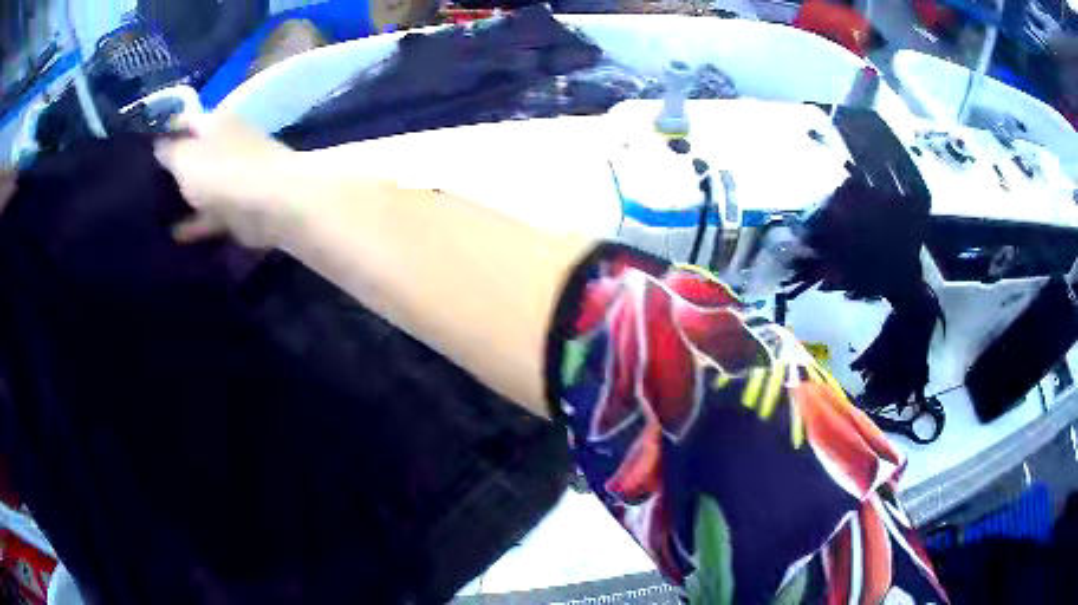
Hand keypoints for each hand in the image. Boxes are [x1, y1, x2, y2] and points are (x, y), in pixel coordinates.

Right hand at [154, 115, 299, 247]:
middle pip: (192, 155)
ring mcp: (234, 177)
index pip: (184, 121)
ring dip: (182, 199)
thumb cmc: (222, 171)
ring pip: (201, 186)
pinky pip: (211, 215)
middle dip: (171, 170)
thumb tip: (158, 145)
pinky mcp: (240, 208)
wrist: (271, 205)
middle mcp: (225, 144)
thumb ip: (169, 151)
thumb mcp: (185, 157)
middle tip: (141, 188)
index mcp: (215, 123)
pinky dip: (195, 224)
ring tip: (151, 215)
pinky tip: (173, 236)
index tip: (140, 150)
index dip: (164, 132)